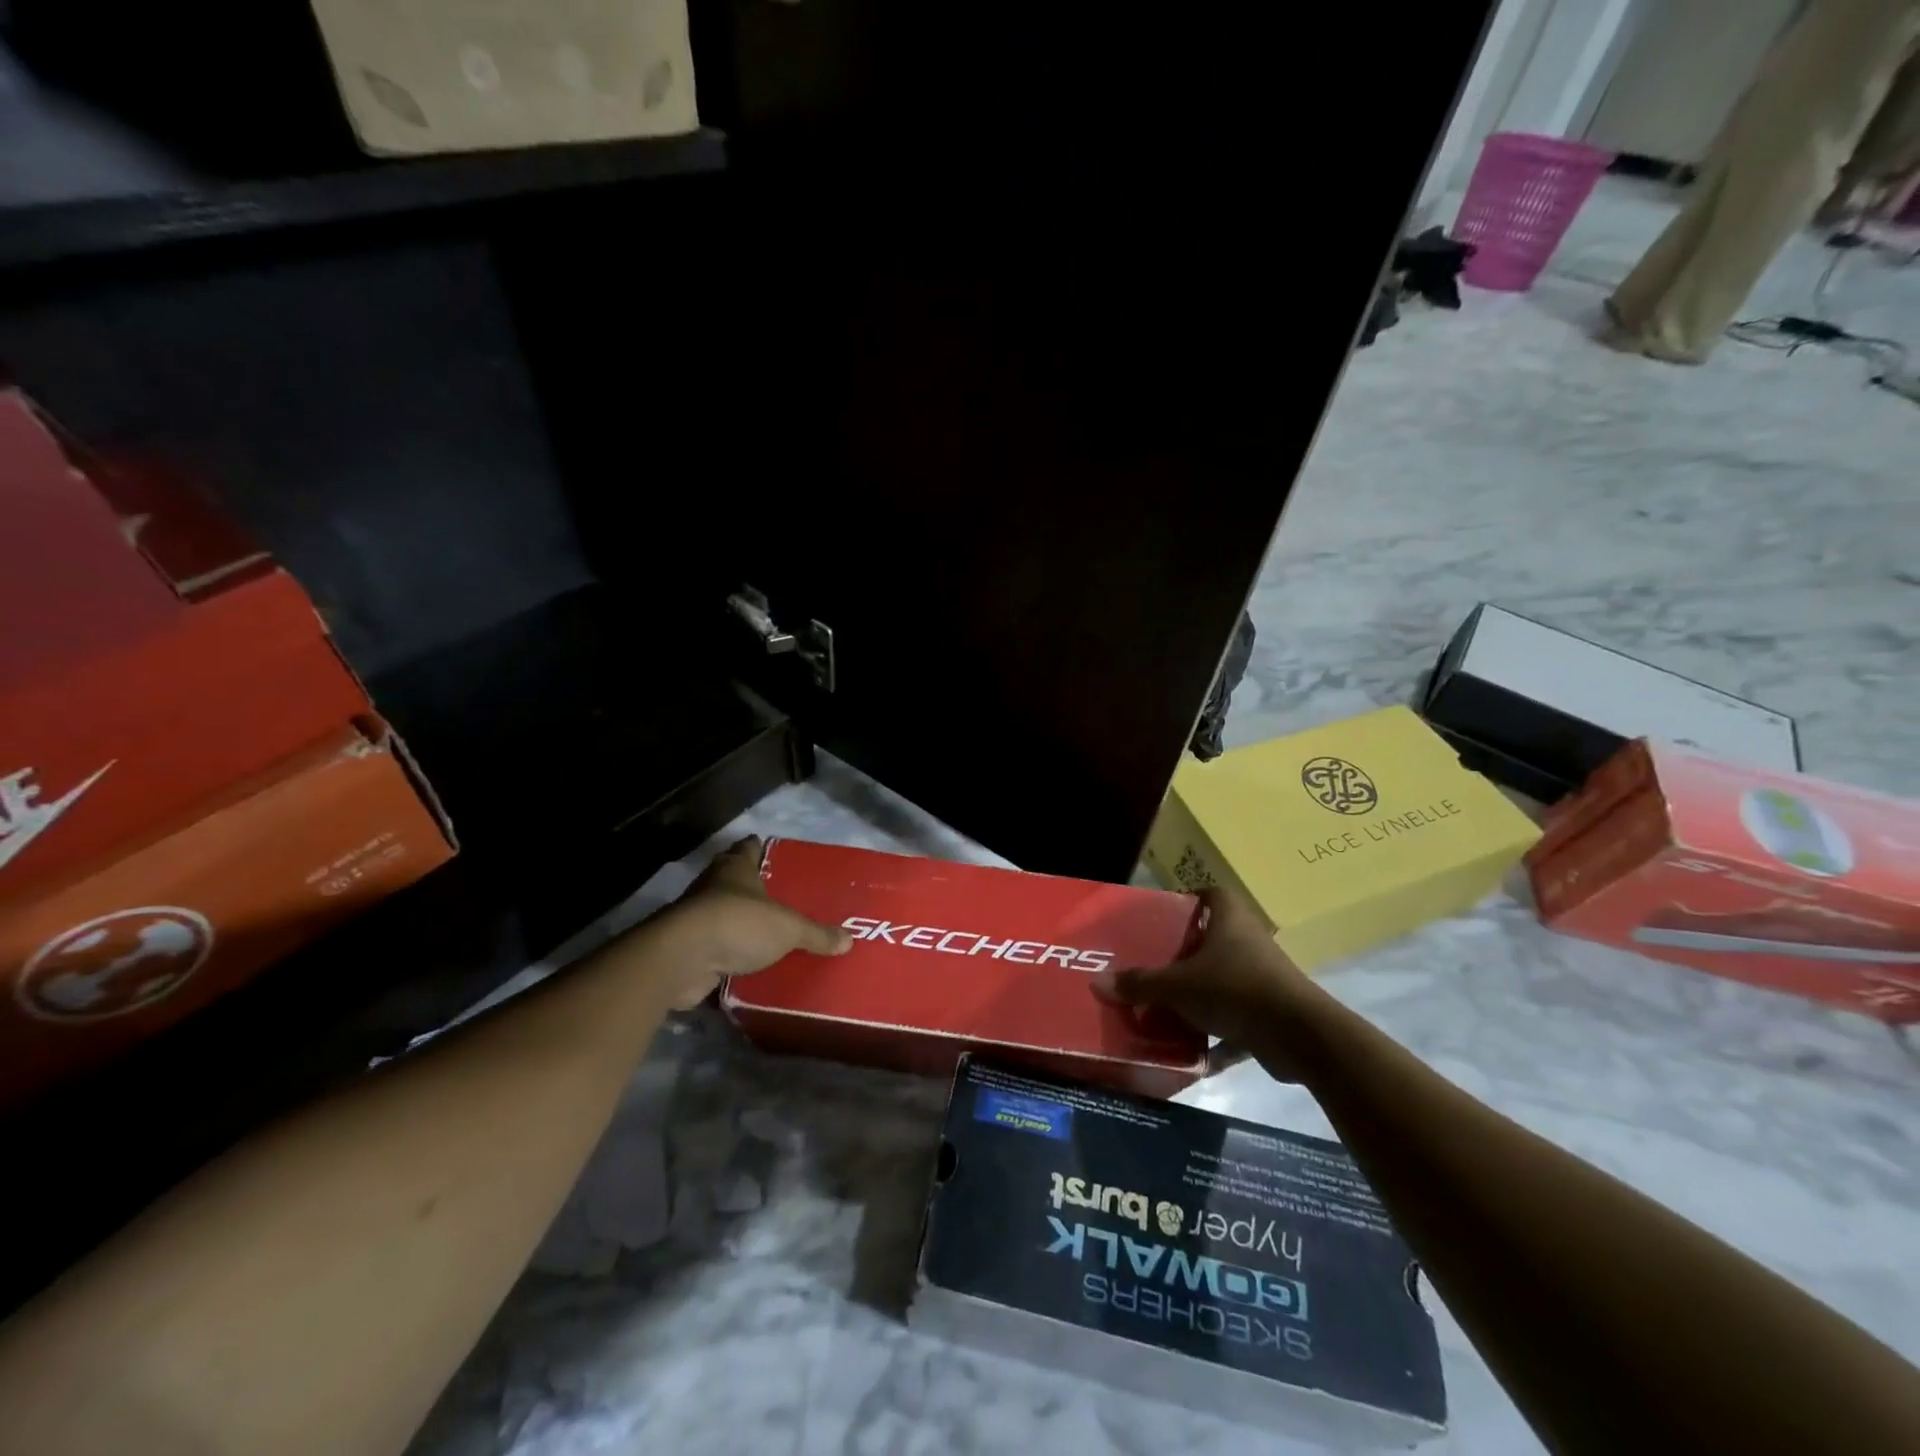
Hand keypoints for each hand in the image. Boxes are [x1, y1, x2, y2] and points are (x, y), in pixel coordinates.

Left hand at [656, 836, 851, 1008]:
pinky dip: (727, 953)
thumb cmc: (738, 924)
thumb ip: (816, 934)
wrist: (682, 959)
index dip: (761, 848)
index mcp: (736, 868)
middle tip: (778, 895)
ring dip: (739, 921)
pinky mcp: (687, 949)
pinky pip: (714, 947)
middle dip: (751, 886)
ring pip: (722, 913)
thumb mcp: (788, 928)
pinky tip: (746, 963)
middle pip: (733, 878)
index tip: (774, 853)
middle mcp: (713, 886)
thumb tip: (849, 940)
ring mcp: (696, 917)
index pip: (749, 847)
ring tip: (767, 932)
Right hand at [1091, 886, 1321, 1078]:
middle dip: (1183, 955)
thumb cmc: (1236, 989)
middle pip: (1212, 940)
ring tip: (1163, 1010)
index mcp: (1229, 919)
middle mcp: (1249, 941)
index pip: (1209, 894)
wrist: (1301, 1036)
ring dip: (1198, 998)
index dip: (1188, 899)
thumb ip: (1140, 984)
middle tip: (1151, 967)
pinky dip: (1217, 1036)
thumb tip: (1097, 982)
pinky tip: (1192, 1054)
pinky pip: (1236, 1020)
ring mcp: (1263, 978)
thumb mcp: (1178, 986)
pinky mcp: (1272, 1013)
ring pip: (1223, 981)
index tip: (1162, 916)